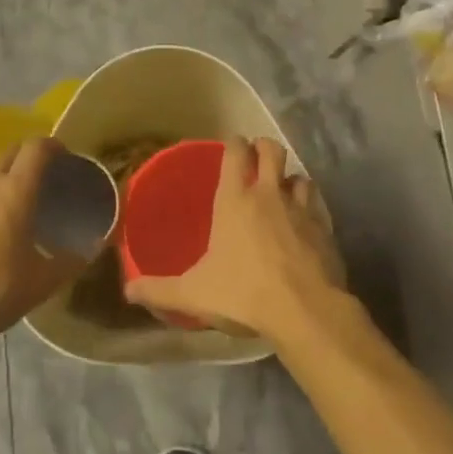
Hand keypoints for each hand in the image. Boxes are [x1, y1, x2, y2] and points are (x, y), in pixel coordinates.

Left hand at [0, 139, 84, 354]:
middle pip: (8, 153)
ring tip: (8, 210)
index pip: (36, 148)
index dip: (52, 146)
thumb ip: (71, 260)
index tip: (64, 155)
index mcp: (14, 190)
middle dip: (26, 158)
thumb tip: (93, 248)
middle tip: (40, 180)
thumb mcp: (42, 282)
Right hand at [122, 137, 345, 342]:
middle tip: (255, 159)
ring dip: (289, 179)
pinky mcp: (324, 228)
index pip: (235, 152)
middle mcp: (269, 194)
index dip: (233, 143)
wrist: (305, 310)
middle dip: (263, 148)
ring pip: (298, 176)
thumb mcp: (193, 293)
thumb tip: (128, 291)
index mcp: (235, 200)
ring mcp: (301, 209)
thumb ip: (159, 290)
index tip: (230, 146)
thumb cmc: (243, 293)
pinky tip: (304, 222)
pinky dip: (309, 206)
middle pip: (271, 150)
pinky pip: (316, 205)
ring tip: (282, 191)